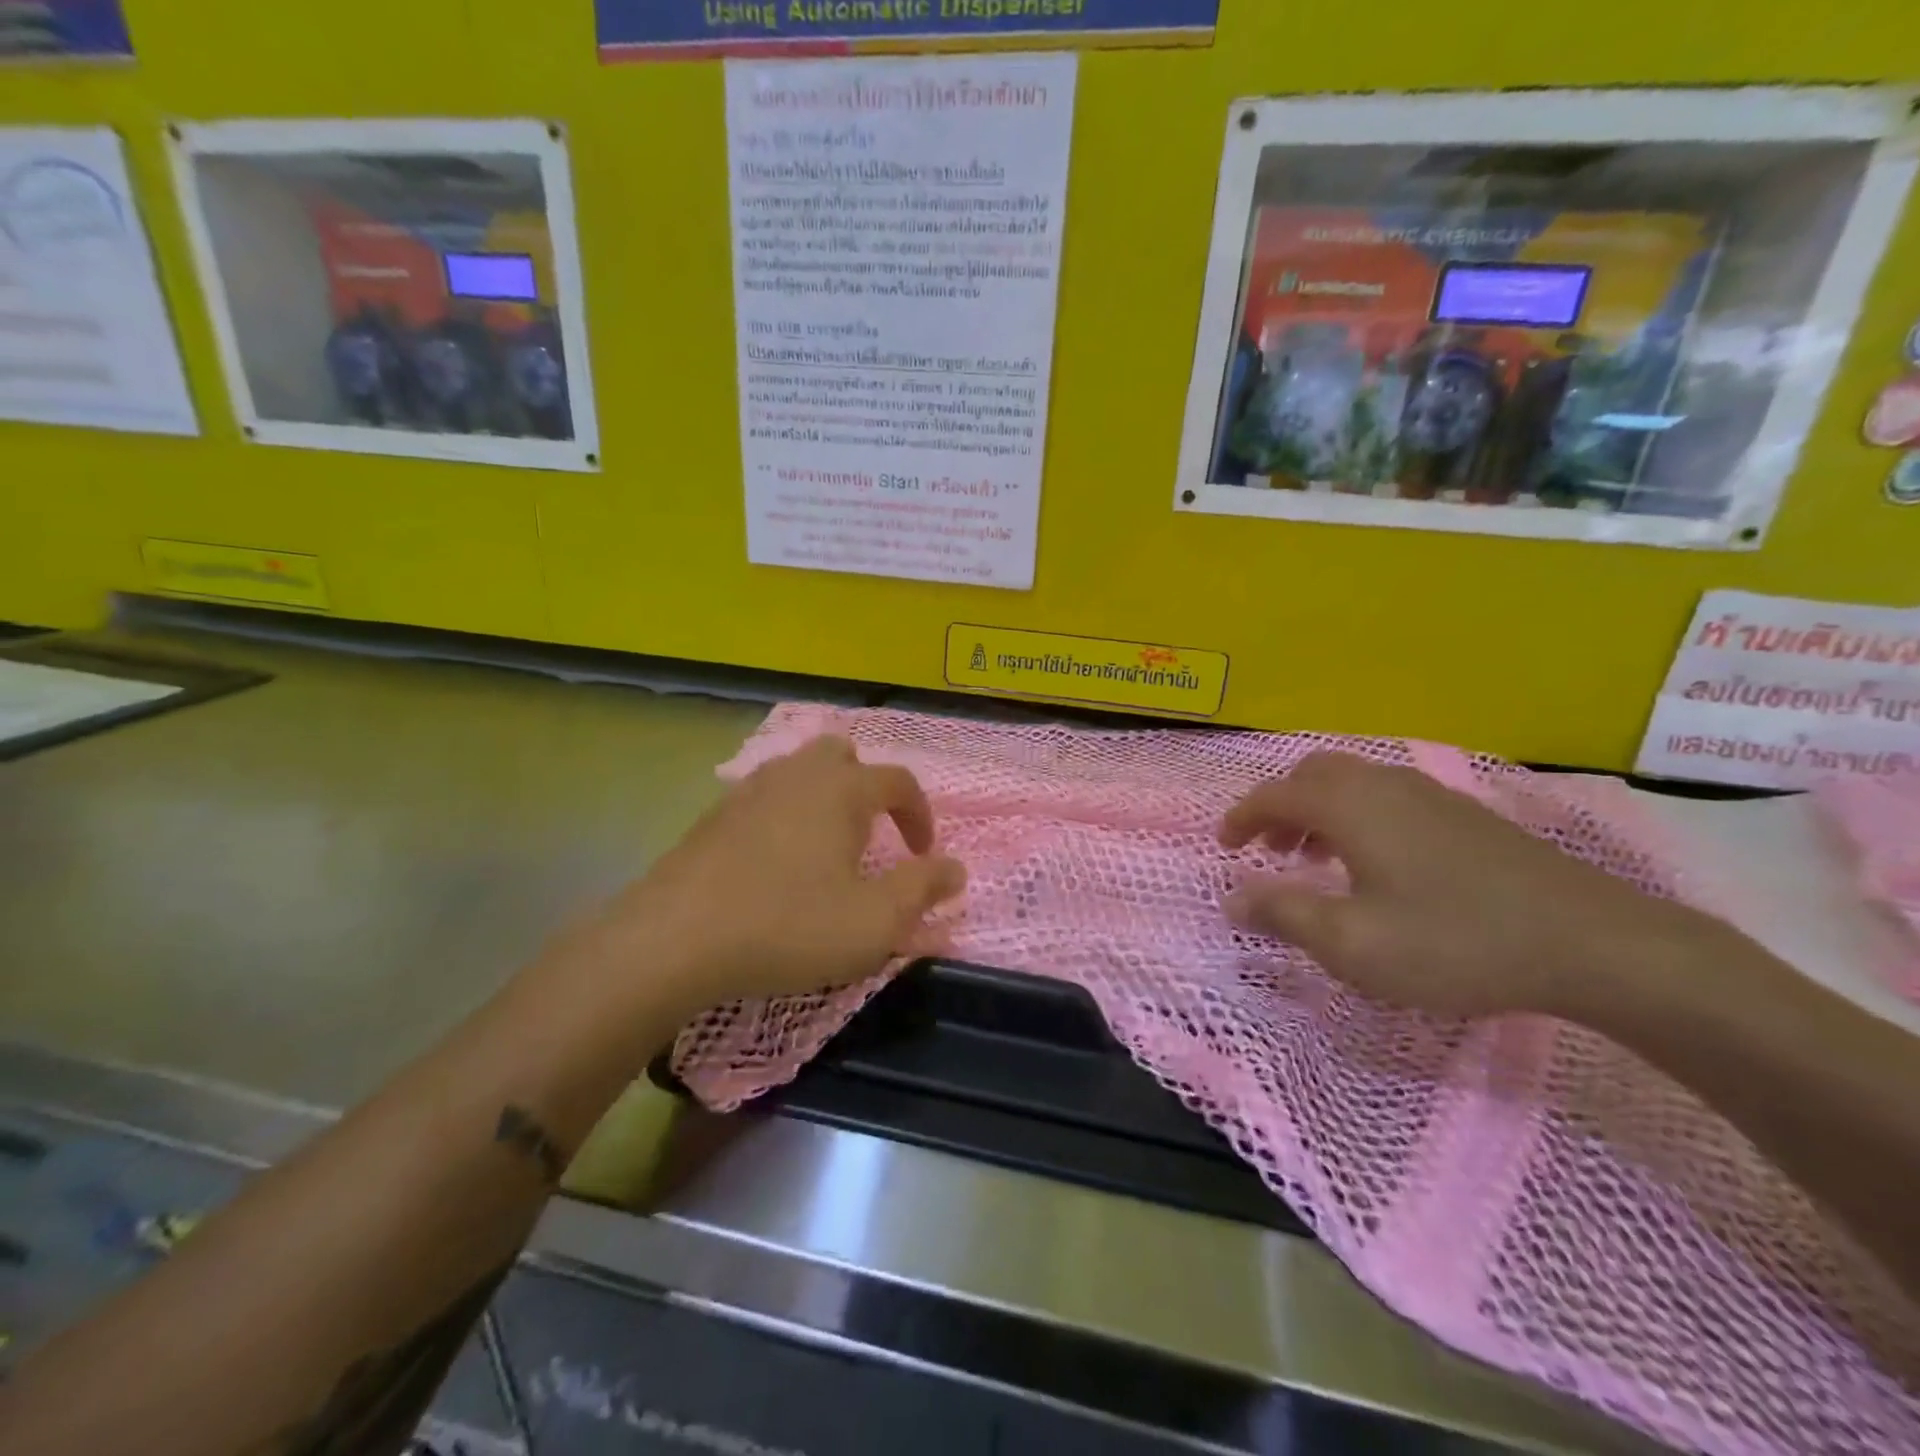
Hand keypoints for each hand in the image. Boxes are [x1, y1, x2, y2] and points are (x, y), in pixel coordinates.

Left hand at [541, 735, 965, 1018]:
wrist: (675, 939)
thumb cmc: (789, 925)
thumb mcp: (874, 921)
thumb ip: (922, 889)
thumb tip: (955, 868)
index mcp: (842, 789)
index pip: (899, 781)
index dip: (920, 815)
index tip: (923, 855)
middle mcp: (798, 774)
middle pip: (843, 755)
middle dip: (867, 787)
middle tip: (871, 834)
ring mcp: (750, 790)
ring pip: (800, 771)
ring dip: (825, 799)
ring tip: (828, 847)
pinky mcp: (714, 815)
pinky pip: (766, 797)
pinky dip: (786, 815)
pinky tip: (777, 861)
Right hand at [1219, 751, 1700, 1017]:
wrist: (1592, 943)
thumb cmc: (1454, 942)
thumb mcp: (1352, 944)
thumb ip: (1283, 914)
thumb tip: (1232, 899)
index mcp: (1349, 805)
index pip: (1274, 794)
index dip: (1241, 817)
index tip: (1224, 847)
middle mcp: (1383, 785)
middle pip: (1311, 774)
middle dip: (1280, 807)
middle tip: (1269, 849)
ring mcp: (1429, 794)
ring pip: (1352, 783)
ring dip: (1318, 812)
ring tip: (1315, 860)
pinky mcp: (1464, 814)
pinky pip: (1386, 797)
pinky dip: (1357, 817)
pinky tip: (1376, 865)